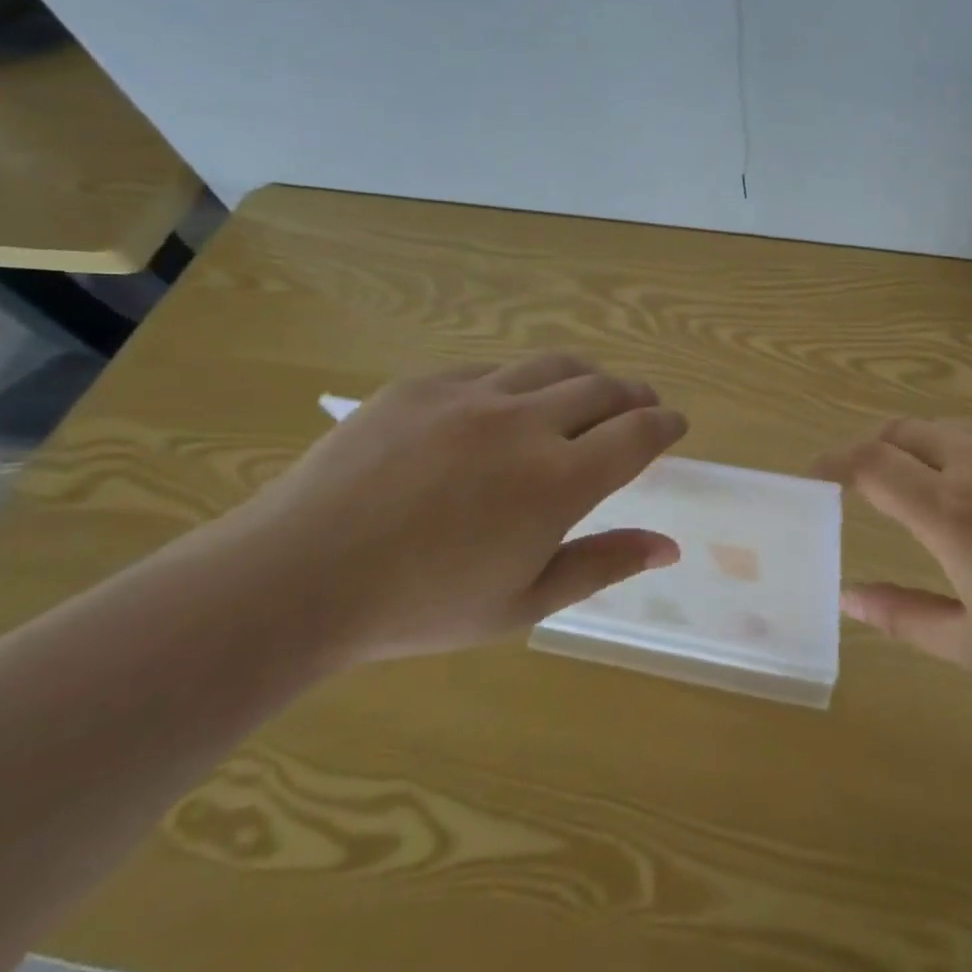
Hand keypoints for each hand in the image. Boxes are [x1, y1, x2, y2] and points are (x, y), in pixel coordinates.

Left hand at [224, 354, 687, 665]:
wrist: (295, 578)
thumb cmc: (420, 606)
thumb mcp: (524, 602)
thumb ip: (604, 563)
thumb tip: (670, 545)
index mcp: (558, 481)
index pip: (639, 433)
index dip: (667, 424)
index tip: (676, 425)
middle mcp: (526, 424)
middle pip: (606, 388)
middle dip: (636, 396)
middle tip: (643, 407)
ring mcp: (473, 396)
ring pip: (555, 366)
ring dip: (588, 377)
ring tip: (591, 392)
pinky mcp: (425, 384)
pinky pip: (494, 369)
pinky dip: (523, 382)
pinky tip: (512, 404)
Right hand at [816, 419, 971, 682]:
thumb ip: (901, 617)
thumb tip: (847, 597)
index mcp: (951, 513)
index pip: (869, 464)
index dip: (833, 462)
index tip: (815, 473)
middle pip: (900, 432)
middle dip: (872, 451)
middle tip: (866, 483)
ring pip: (945, 429)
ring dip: (920, 452)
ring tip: (931, 493)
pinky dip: (966, 452)